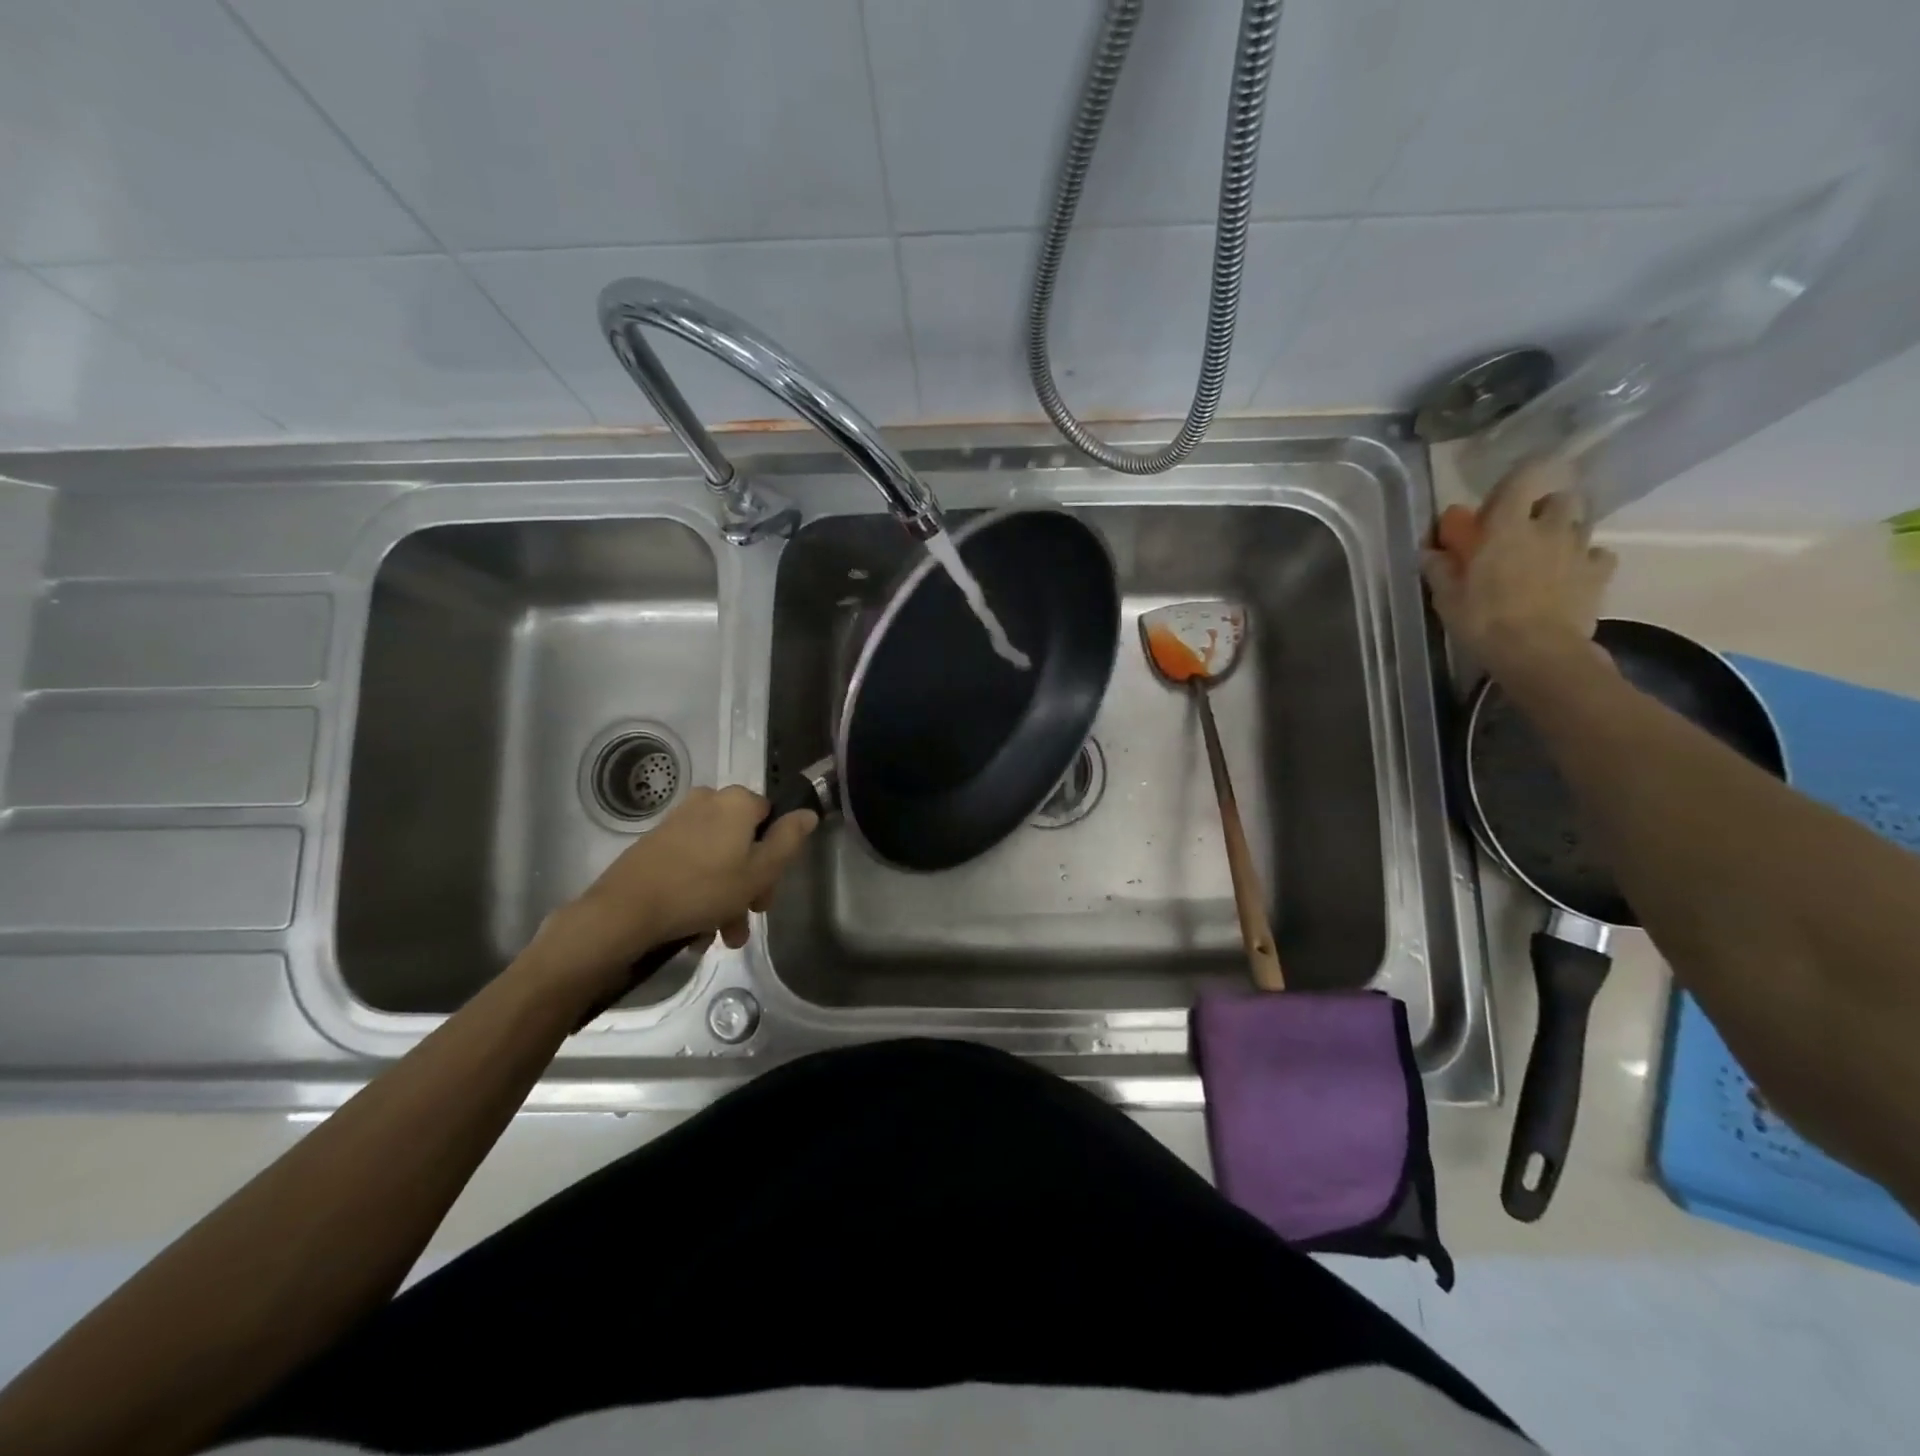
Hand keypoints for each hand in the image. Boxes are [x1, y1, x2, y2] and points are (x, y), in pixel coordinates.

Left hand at [524, 786, 816, 997]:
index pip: (772, 819)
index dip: (776, 858)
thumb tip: (808, 813)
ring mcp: (678, 822)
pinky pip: (692, 865)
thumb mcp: (759, 871)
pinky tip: (697, 929)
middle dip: (749, 885)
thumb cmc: (702, 889)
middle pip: (744, 842)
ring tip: (720, 936)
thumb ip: (789, 840)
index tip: (767, 893)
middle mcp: (708, 802)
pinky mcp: (655, 844)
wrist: (624, 912)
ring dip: (726, 897)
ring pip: (718, 859)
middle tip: (746, 919)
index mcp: (736, 801)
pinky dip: (699, 892)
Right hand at [1422, 456, 1616, 677]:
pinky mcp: (1599, 573)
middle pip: (1559, 498)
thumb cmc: (1483, 621)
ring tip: (1547, 555)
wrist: (1538, 651)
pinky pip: (1598, 554)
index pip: (1522, 479)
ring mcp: (1579, 549)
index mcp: (1506, 528)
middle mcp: (1548, 528)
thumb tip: (1429, 551)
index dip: (1518, 476)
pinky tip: (1572, 575)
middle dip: (1544, 508)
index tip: (1504, 492)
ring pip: (1580, 523)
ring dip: (1564, 532)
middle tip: (1524, 530)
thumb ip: (1440, 569)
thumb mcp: (1447, 598)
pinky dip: (1586, 559)